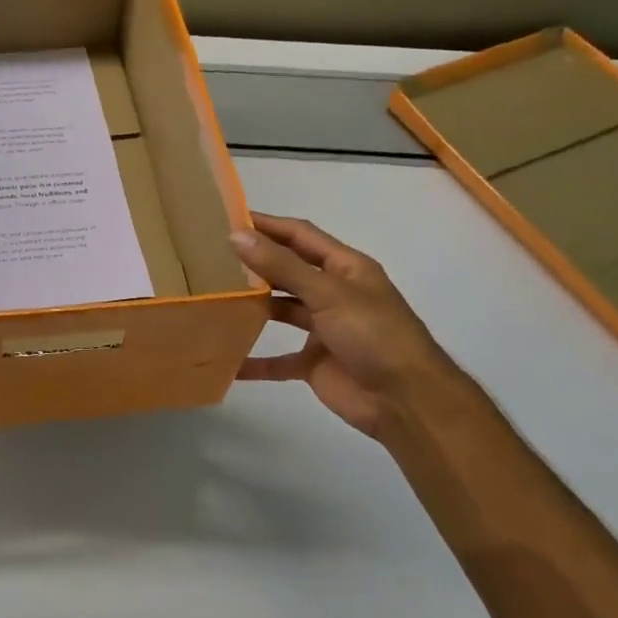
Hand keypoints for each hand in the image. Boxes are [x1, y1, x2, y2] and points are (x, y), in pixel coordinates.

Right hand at [233, 213, 464, 439]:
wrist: (406, 400)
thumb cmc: (373, 335)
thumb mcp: (328, 293)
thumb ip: (282, 266)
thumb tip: (237, 236)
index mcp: (345, 268)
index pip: (301, 236)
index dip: (268, 225)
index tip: (229, 217)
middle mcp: (334, 293)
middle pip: (289, 271)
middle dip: (256, 263)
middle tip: (212, 257)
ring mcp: (324, 329)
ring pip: (282, 311)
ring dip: (254, 307)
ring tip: (215, 299)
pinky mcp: (315, 362)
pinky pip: (279, 359)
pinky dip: (256, 361)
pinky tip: (228, 361)